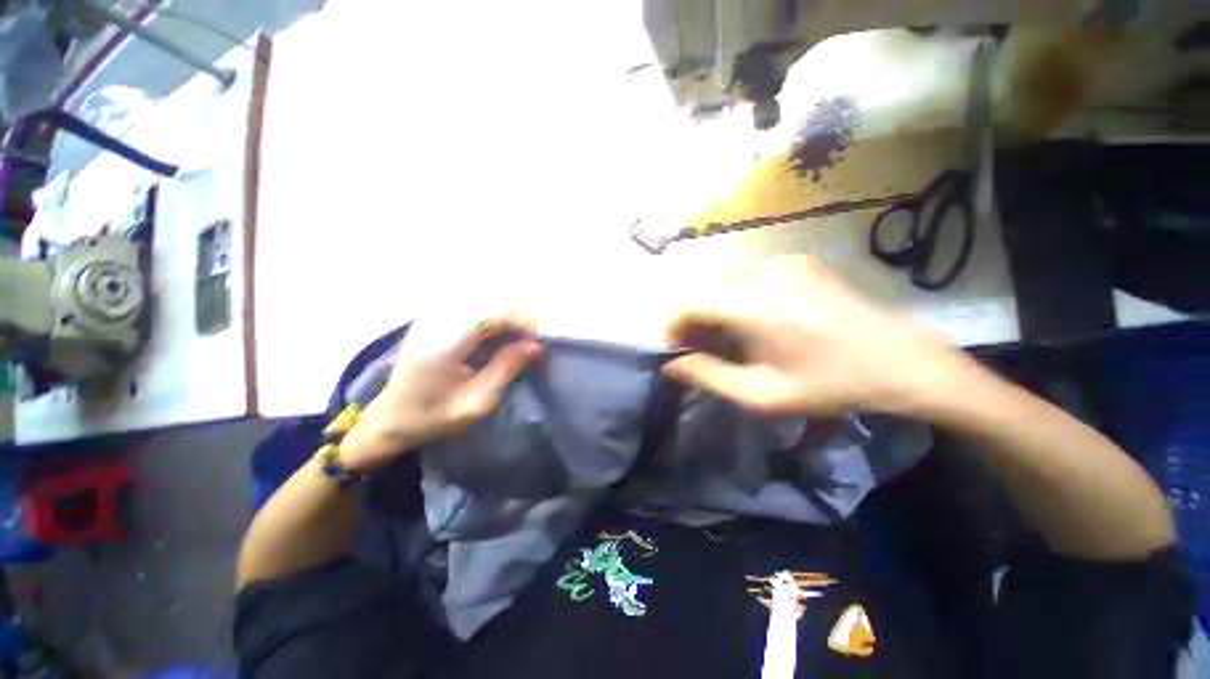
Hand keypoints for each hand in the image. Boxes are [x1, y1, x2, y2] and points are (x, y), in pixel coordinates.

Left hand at [340, 310, 541, 471]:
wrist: (389, 418)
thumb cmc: (433, 416)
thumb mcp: (476, 403)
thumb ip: (506, 369)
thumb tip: (536, 346)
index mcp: (446, 343)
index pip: (493, 312)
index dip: (522, 321)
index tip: (537, 342)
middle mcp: (438, 320)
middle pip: (490, 297)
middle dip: (518, 314)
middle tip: (529, 340)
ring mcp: (433, 314)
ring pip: (483, 296)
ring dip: (507, 312)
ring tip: (516, 336)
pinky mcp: (433, 316)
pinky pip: (472, 302)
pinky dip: (493, 312)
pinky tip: (496, 332)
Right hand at [662, 256, 969, 416]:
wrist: (904, 363)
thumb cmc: (832, 385)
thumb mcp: (764, 395)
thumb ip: (709, 377)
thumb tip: (670, 365)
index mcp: (756, 307)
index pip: (690, 301)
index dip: (672, 324)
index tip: (672, 348)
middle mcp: (766, 274)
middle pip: (703, 286)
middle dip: (689, 316)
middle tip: (695, 346)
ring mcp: (785, 262)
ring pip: (723, 278)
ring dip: (710, 304)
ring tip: (720, 335)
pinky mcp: (799, 261)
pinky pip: (748, 273)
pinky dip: (734, 293)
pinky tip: (750, 317)